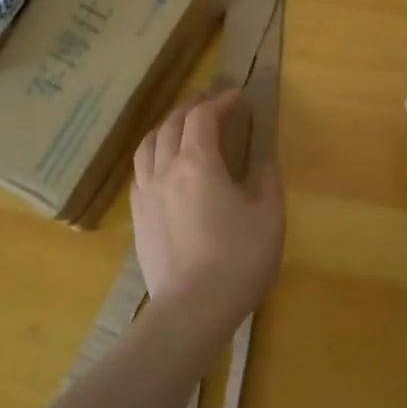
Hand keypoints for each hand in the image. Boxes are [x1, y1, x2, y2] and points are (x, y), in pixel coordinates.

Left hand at [131, 88, 283, 337]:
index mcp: (198, 163)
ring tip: (183, 126)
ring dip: (167, 126)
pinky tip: (164, 165)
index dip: (221, 101)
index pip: (203, 117)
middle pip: (172, 124)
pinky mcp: (137, 217)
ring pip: (148, 144)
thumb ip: (266, 180)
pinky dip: (154, 154)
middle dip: (192, 106)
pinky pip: (140, 171)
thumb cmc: (238, 260)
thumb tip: (260, 161)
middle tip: (211, 102)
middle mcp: (166, 170)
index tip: (238, 97)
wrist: (192, 311)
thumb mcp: (269, 216)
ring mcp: (146, 193)